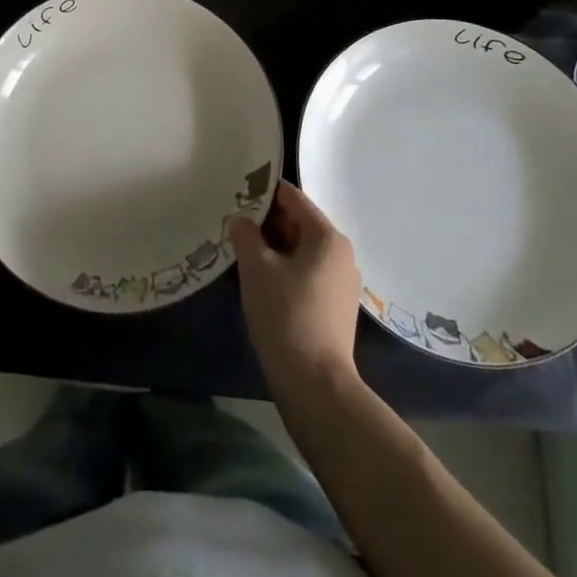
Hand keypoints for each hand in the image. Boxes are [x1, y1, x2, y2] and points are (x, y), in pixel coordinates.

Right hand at [228, 181, 362, 390]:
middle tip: (234, 223)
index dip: (263, 192)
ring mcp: (342, 282)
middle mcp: (341, 253)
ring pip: (302, 250)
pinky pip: (307, 272)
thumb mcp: (257, 268)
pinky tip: (261, 279)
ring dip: (274, 247)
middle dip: (267, 221)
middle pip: (299, 223)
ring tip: (243, 250)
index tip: (237, 192)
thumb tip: (240, 220)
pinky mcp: (336, 306)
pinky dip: (285, 268)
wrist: (316, 384)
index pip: (293, 198)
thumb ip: (246, 235)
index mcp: (327, 237)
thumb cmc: (286, 315)